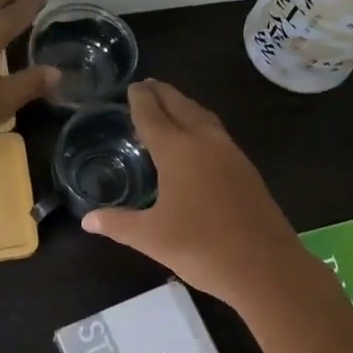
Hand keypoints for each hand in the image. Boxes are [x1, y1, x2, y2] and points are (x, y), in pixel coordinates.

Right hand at [83, 80, 317, 305]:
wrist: (265, 266)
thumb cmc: (201, 247)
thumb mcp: (150, 237)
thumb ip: (117, 223)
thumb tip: (87, 220)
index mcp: (177, 150)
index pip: (152, 114)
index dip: (140, 99)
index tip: (132, 85)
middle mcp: (204, 142)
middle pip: (180, 105)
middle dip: (162, 93)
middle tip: (147, 86)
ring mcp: (230, 153)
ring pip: (203, 116)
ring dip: (184, 105)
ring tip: (169, 105)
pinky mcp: (246, 168)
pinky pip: (217, 132)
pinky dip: (200, 123)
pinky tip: (196, 139)